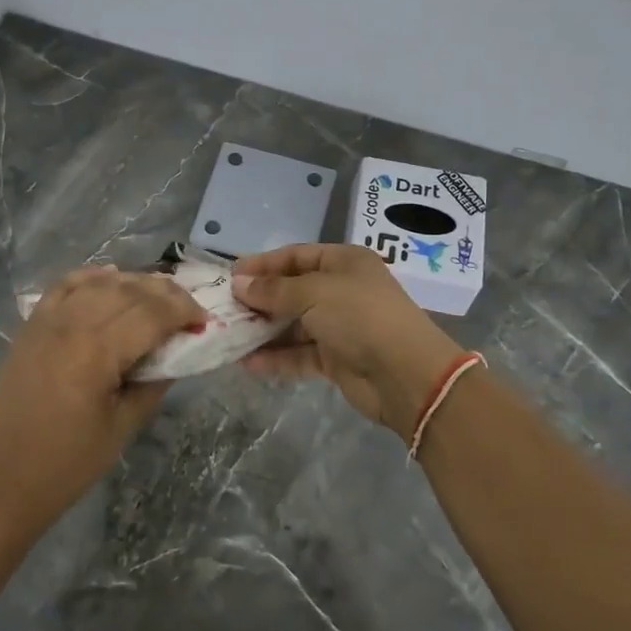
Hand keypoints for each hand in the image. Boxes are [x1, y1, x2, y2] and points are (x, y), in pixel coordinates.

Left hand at [0, 266, 206, 525]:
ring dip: (133, 283)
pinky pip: (64, 286)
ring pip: (99, 283)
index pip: (152, 313)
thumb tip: (177, 351)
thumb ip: (154, 382)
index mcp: (98, 350)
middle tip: (188, 307)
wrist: (4, 477)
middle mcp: (72, 323)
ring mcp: (47, 320)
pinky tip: (110, 277)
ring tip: (157, 294)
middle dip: (165, 293)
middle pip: (128, 291)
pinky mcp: (31, 326)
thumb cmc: (69, 462)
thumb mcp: (124, 426)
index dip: (183, 310)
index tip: (203, 321)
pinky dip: (91, 277)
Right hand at [232, 243, 465, 438]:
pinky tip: (247, 364)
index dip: (264, 264)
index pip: (296, 256)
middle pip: (293, 290)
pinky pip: (299, 354)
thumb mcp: (314, 293)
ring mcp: (340, 326)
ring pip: (294, 325)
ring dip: (264, 331)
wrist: (405, 374)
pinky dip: (276, 358)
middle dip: (260, 299)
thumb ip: (274, 290)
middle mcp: (342, 290)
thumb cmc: (360, 316)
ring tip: (229, 336)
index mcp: (344, 262)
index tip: (230, 275)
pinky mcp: (337, 359)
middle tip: (224, 308)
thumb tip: (239, 284)